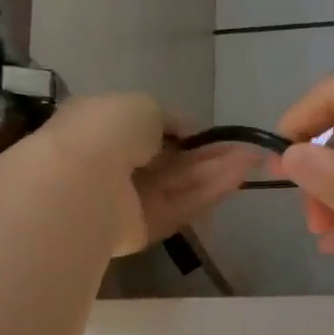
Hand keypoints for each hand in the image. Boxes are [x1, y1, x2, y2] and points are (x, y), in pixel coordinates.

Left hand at [39, 95, 256, 255]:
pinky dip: (208, 193)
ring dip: (215, 172)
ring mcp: (131, 200)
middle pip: (172, 162)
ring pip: (180, 184)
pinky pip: (180, 207)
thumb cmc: (106, 132)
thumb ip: (168, 118)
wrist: (81, 183)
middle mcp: (117, 165)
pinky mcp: (144, 229)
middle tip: (247, 149)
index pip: (150, 132)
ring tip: (252, 160)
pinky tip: (237, 178)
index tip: (215, 134)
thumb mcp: (142, 105)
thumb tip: (186, 131)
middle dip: (209, 155)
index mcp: (106, 129)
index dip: (185, 133)